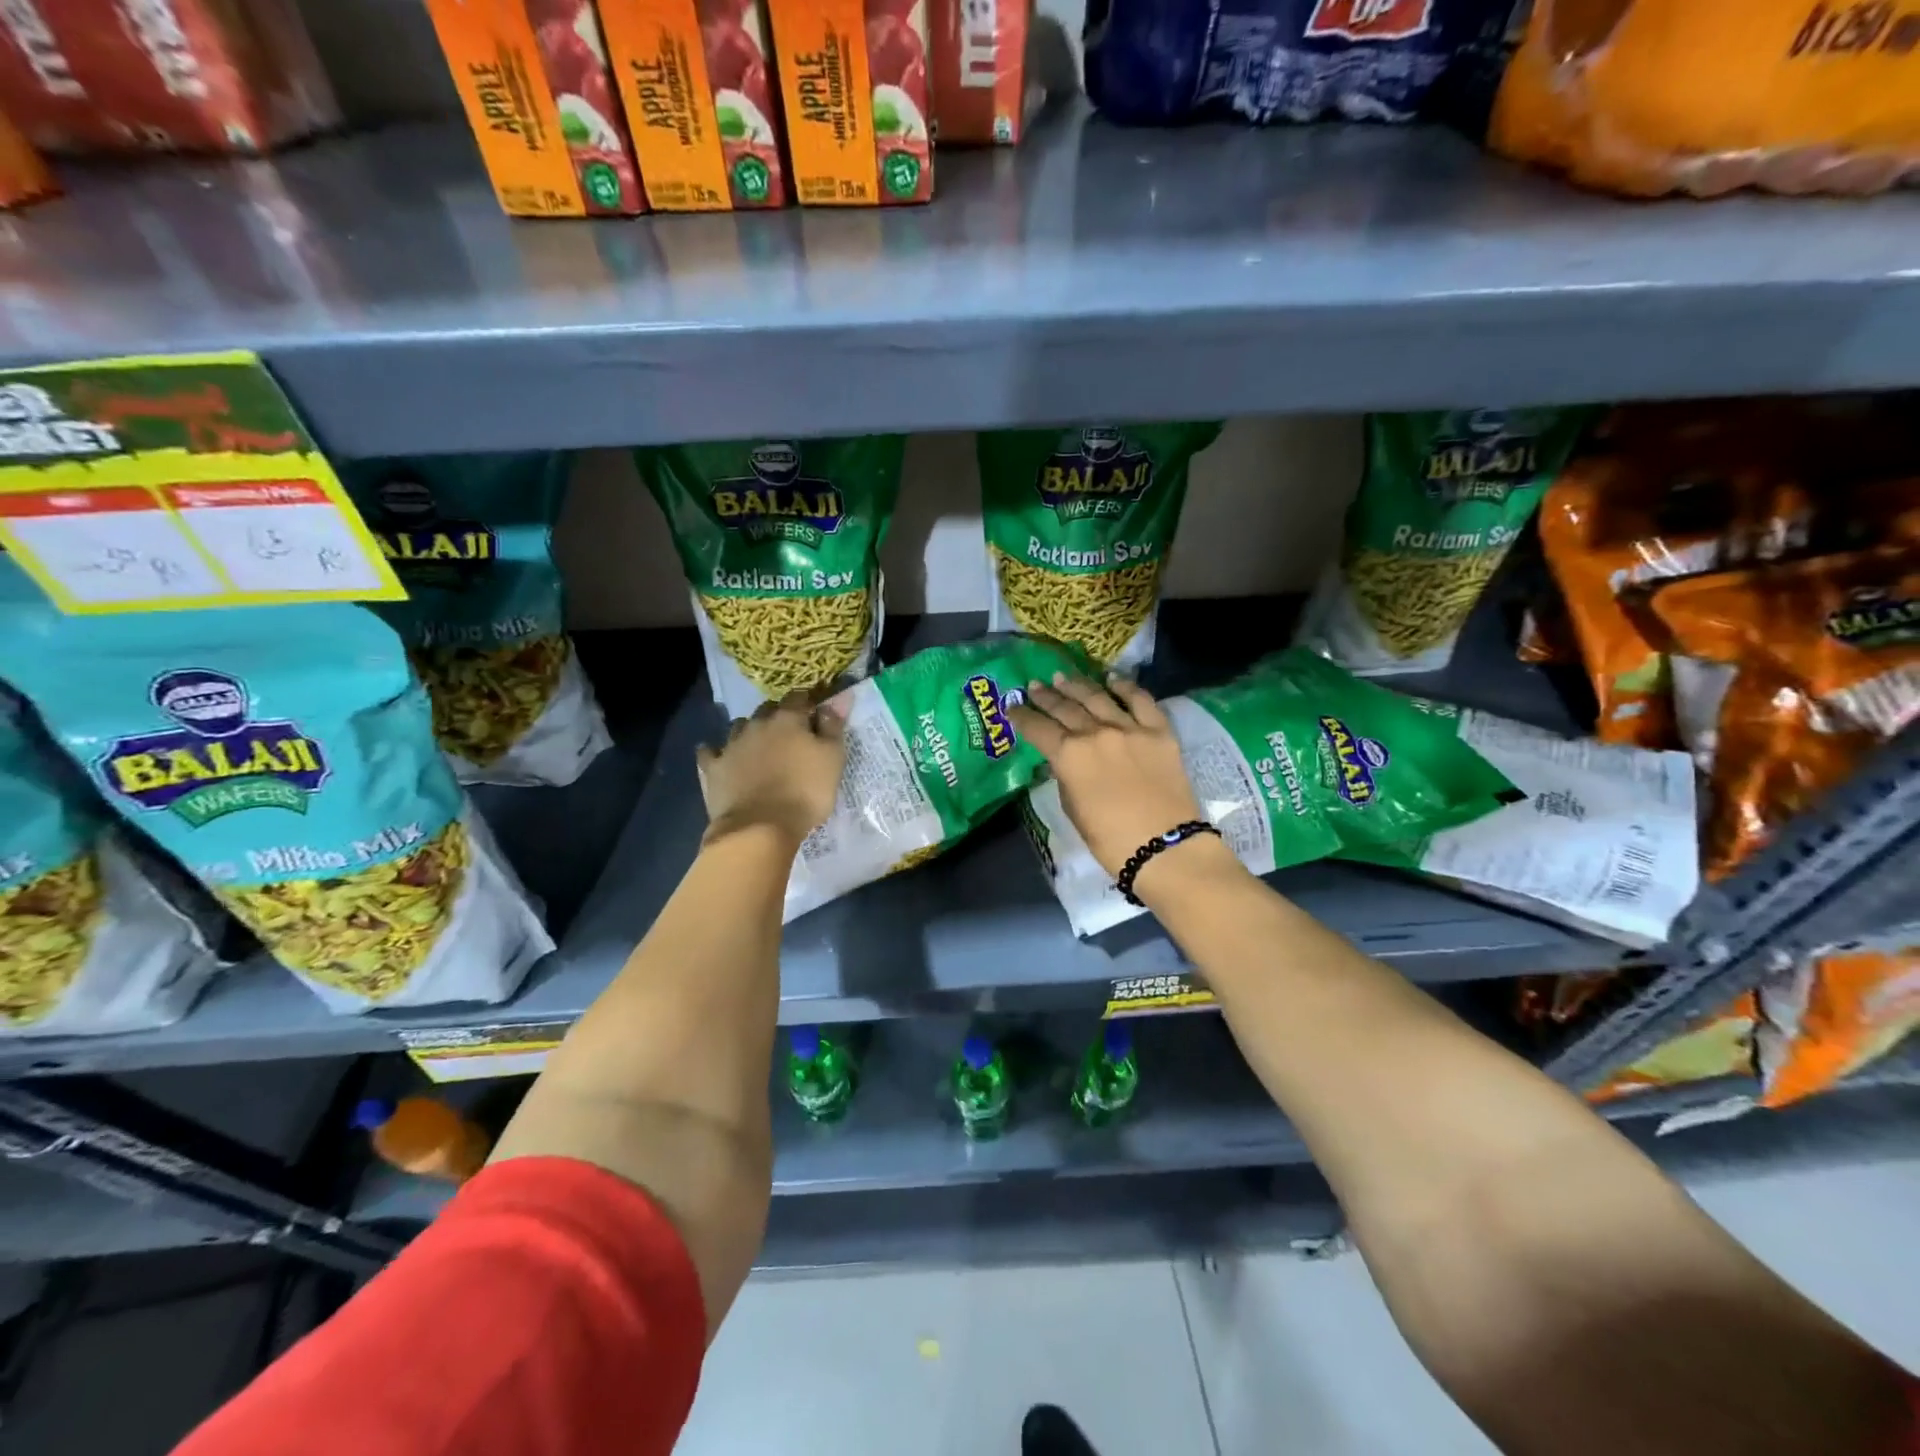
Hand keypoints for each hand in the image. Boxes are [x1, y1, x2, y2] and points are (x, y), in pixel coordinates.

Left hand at [696, 690, 845, 847]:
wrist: (760, 828)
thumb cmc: (805, 792)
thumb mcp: (833, 759)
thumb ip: (834, 726)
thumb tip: (840, 697)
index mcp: (788, 719)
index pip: (798, 697)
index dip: (807, 703)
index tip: (814, 714)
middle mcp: (757, 724)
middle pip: (767, 709)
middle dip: (778, 716)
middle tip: (790, 735)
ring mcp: (731, 745)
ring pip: (740, 727)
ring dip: (750, 731)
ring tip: (759, 747)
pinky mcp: (713, 768)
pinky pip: (711, 752)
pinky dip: (716, 752)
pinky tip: (720, 757)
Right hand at [1008, 672, 1212, 890]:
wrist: (1165, 849)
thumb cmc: (1110, 840)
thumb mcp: (1073, 809)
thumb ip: (1066, 777)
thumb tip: (1065, 760)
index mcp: (1069, 755)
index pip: (1037, 728)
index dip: (1022, 716)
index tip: (1012, 707)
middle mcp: (1096, 733)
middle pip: (1065, 707)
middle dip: (1046, 696)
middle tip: (1034, 685)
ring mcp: (1130, 728)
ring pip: (1097, 697)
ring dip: (1077, 685)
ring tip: (1063, 677)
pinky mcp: (1159, 731)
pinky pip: (1141, 700)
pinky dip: (1125, 687)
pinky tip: (1112, 679)